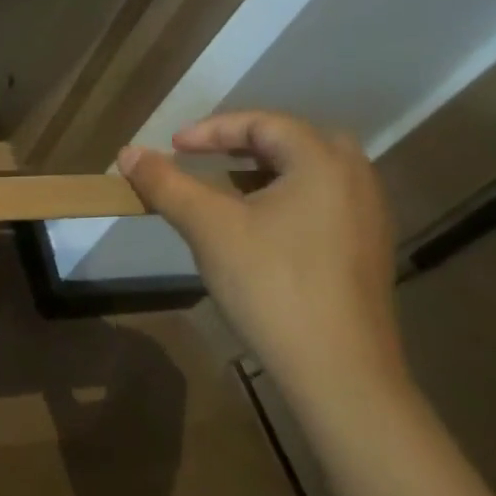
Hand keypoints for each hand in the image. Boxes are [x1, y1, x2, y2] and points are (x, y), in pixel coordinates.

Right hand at [116, 111, 406, 417]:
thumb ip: (166, 183)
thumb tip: (127, 152)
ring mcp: (367, 219)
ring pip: (312, 174)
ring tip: (225, 189)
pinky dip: (286, 198)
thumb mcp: (208, 227)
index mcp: (323, 163)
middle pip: (296, 141)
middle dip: (246, 144)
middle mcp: (355, 181)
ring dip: (265, 171)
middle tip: (207, 157)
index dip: (211, 129)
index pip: (263, 123)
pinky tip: (257, 229)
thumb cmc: (272, 285)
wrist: (339, 373)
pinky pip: (323, 203)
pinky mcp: (366, 252)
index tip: (173, 147)